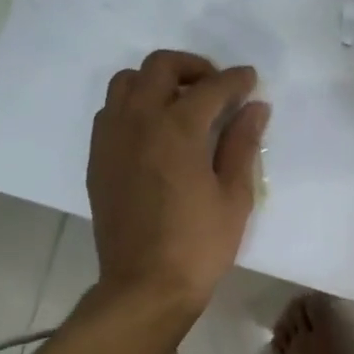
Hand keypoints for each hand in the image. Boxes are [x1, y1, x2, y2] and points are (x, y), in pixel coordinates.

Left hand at [87, 51, 269, 310]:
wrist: (145, 285)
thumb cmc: (199, 246)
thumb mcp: (234, 196)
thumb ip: (242, 144)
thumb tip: (255, 107)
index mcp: (178, 129)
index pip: (210, 87)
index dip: (235, 80)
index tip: (251, 81)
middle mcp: (139, 121)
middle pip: (160, 67)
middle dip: (193, 67)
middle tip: (215, 88)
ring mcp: (111, 138)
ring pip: (127, 82)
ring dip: (157, 81)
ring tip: (181, 104)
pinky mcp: (98, 158)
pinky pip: (111, 111)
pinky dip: (134, 105)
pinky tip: (154, 131)